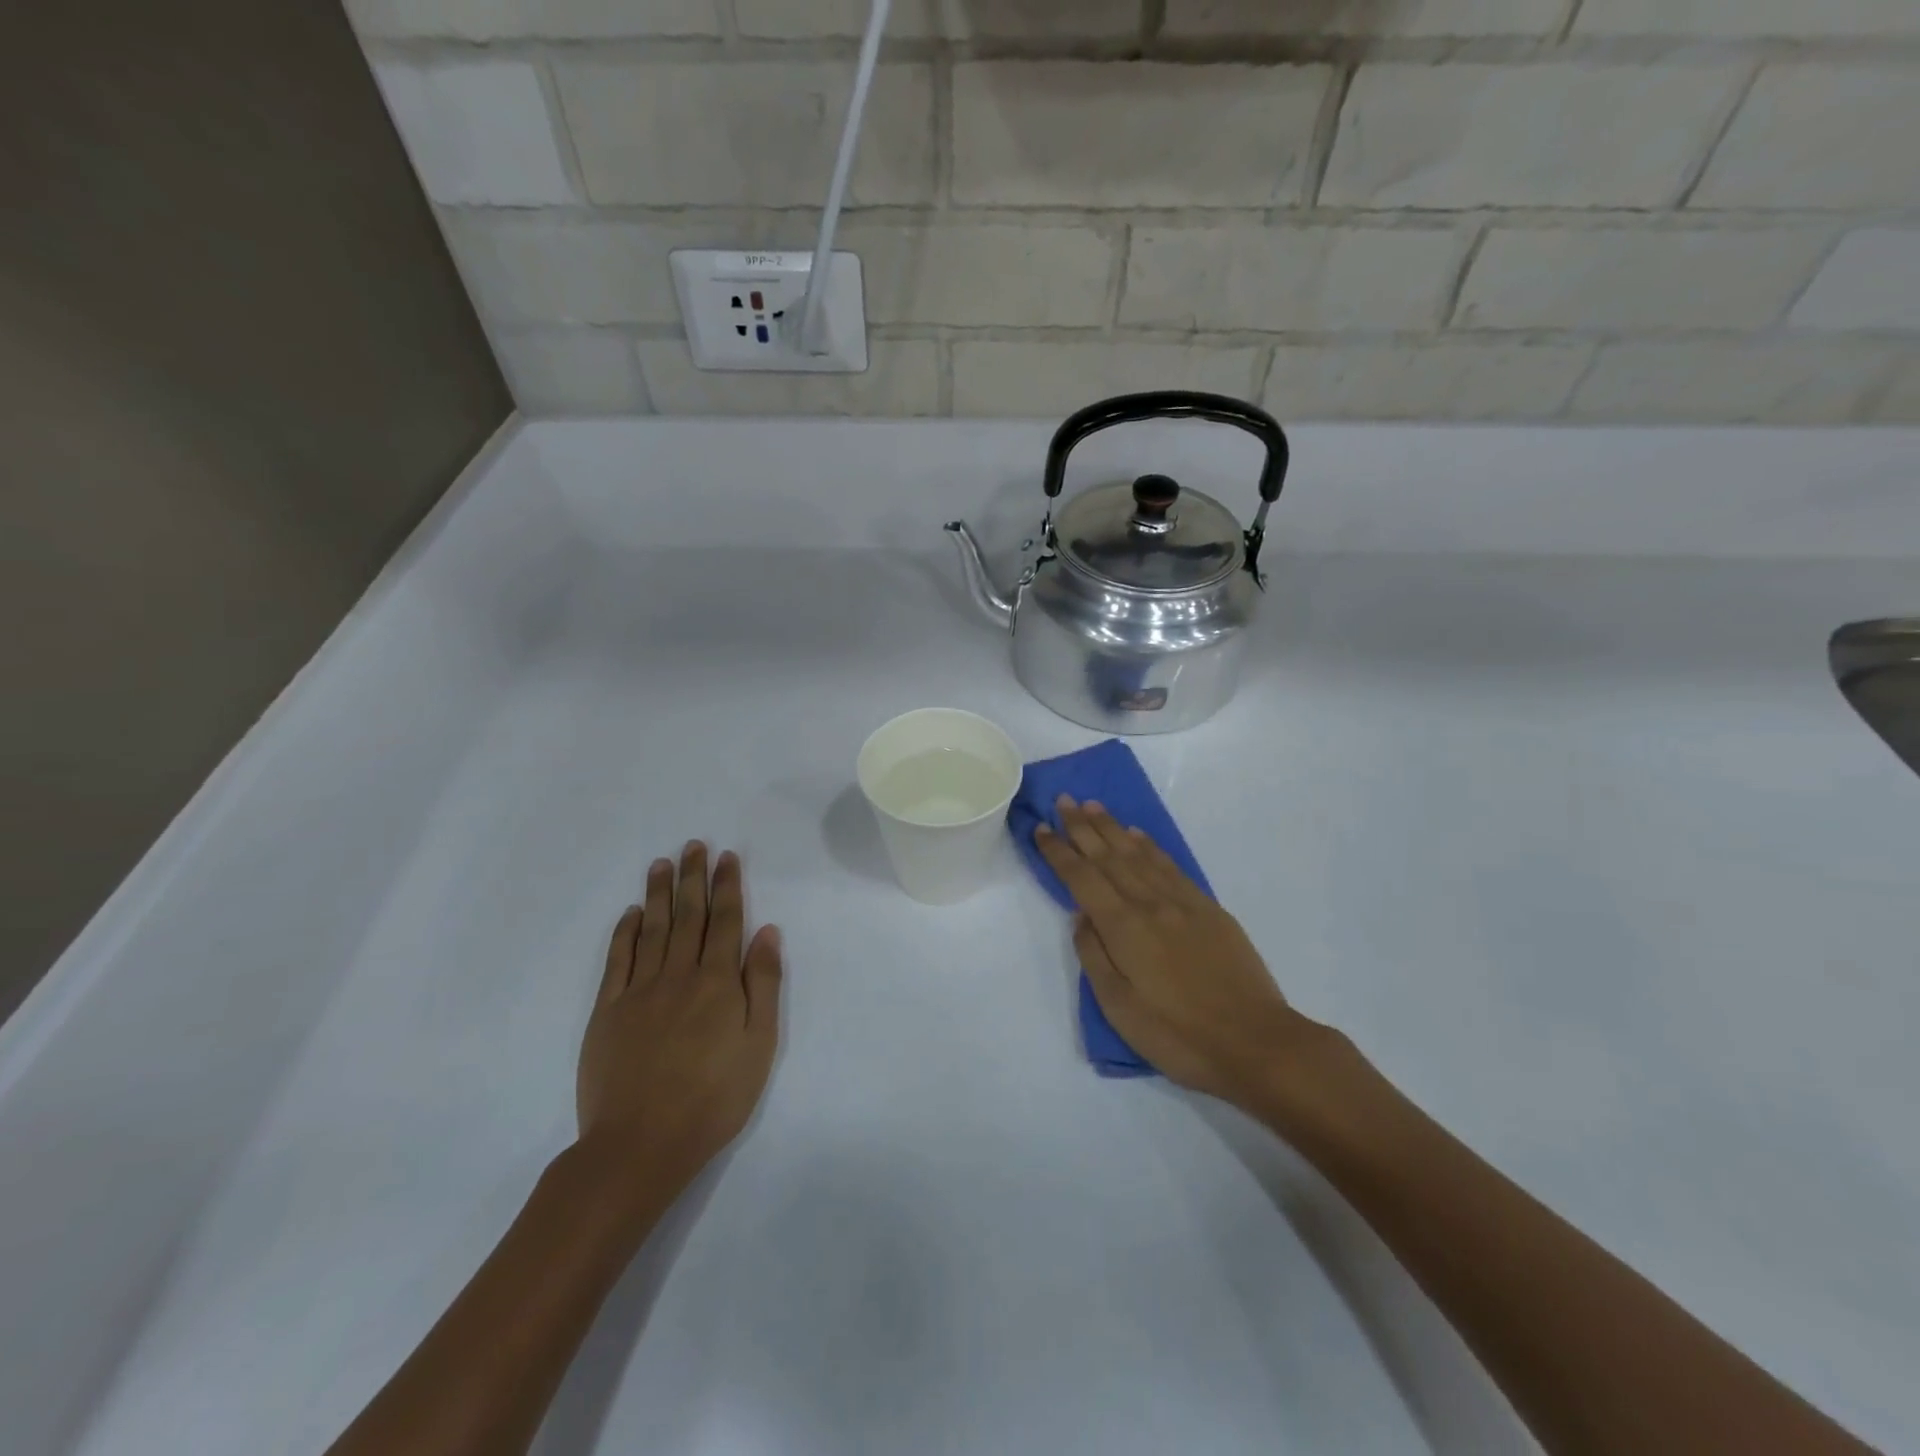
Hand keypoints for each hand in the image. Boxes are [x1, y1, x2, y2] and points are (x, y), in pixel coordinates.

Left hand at [575, 843, 781, 1216]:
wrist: (641, 1144)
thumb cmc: (714, 1097)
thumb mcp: (759, 1045)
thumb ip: (762, 984)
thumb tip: (767, 932)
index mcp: (717, 982)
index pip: (725, 921)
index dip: (727, 886)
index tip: (727, 857)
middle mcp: (678, 975)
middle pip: (688, 916)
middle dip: (693, 878)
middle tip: (694, 845)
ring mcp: (638, 991)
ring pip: (652, 929)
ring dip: (658, 894)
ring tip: (662, 863)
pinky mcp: (608, 1011)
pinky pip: (617, 960)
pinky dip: (624, 932)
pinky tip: (630, 913)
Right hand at [1035, 797, 1321, 1108]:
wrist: (1256, 1042)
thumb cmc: (1178, 1035)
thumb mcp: (1120, 1008)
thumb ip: (1094, 956)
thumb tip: (1081, 917)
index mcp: (1123, 927)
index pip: (1081, 878)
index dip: (1058, 852)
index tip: (1040, 828)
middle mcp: (1149, 903)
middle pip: (1108, 856)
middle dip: (1082, 827)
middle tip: (1063, 800)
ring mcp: (1182, 902)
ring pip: (1138, 854)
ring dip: (1113, 828)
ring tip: (1094, 806)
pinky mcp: (1207, 908)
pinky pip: (1170, 865)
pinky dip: (1150, 845)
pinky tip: (1138, 835)